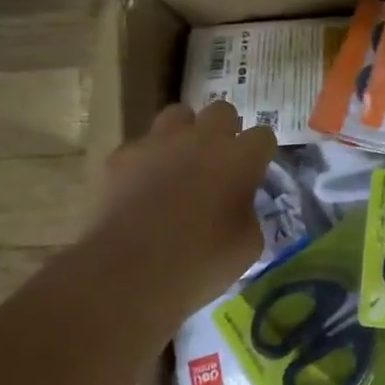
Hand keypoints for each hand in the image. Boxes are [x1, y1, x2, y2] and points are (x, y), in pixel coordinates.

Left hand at [91, 100, 276, 315]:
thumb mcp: (247, 246)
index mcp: (240, 158)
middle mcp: (202, 139)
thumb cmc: (201, 262)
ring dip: (185, 133)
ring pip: (178, 115)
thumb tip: (239, 206)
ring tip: (180, 162)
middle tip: (220, 162)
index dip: (260, 154)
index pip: (263, 136)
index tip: (255, 173)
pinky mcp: (121, 156)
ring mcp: (158, 142)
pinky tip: (142, 188)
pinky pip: (140, 146)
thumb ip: (249, 214)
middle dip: (225, 131)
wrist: (129, 272)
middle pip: (222, 111)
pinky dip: (146, 161)